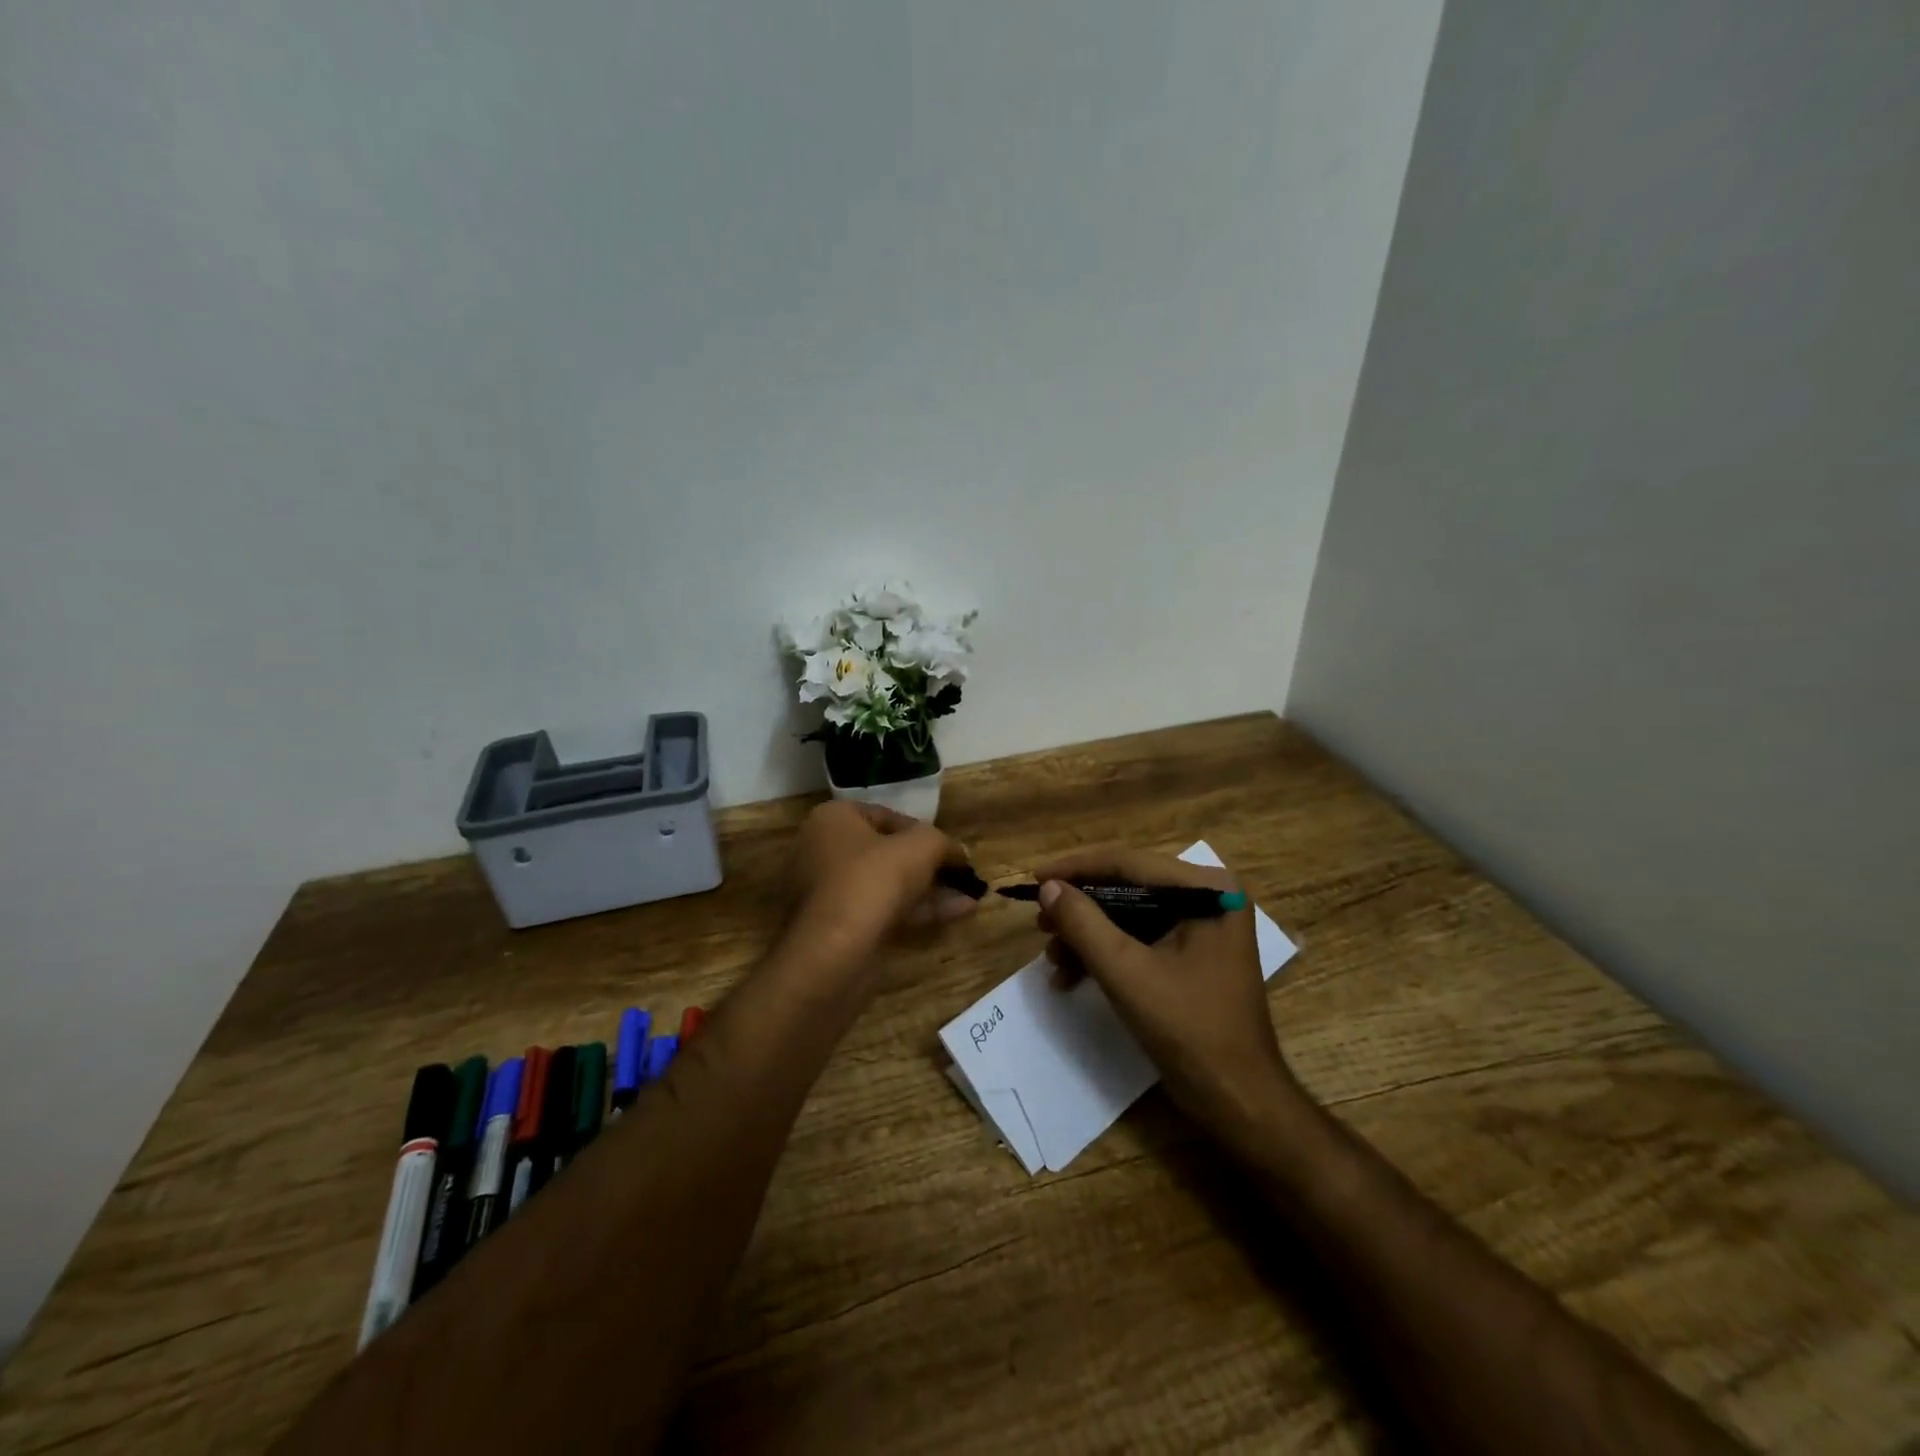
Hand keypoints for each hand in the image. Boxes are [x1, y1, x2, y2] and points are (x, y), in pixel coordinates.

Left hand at [784, 800, 977, 975]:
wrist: (834, 951)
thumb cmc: (873, 879)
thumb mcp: (921, 847)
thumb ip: (942, 842)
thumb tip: (958, 852)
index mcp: (832, 819)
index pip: (885, 816)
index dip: (922, 830)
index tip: (949, 848)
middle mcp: (822, 851)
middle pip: (885, 852)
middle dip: (927, 864)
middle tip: (960, 873)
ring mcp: (827, 893)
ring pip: (886, 885)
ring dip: (929, 889)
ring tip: (970, 895)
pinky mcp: (837, 928)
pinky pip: (882, 910)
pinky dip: (917, 911)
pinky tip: (957, 913)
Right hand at [1033, 846, 1303, 1146]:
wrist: (1237, 1099)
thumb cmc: (1189, 1029)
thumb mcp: (1127, 972)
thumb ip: (1084, 923)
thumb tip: (1048, 887)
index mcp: (1207, 889)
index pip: (1130, 863)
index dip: (1077, 869)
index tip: (1035, 878)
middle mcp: (1208, 896)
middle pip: (1127, 886)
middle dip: (1080, 907)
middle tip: (1039, 921)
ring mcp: (1201, 925)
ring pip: (1128, 913)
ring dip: (1087, 934)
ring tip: (1050, 955)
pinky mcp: (1191, 953)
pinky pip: (1139, 938)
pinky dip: (1106, 953)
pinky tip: (1071, 974)